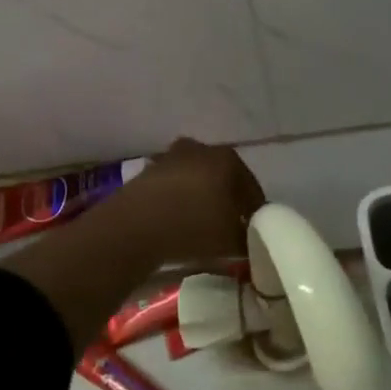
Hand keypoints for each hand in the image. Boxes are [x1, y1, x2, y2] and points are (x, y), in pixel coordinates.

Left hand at [121, 138, 265, 263]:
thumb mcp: (232, 240)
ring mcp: (172, 156)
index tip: (254, 232)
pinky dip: (179, 200)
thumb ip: (247, 238)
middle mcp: (202, 149)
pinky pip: (173, 187)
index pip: (252, 189)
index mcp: (229, 159)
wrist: (136, 225)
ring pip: (197, 180)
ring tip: (201, 226)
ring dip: (201, 199)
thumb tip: (250, 240)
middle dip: (228, 201)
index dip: (255, 212)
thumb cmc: (194, 225)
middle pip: (224, 179)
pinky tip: (177, 221)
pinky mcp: (148, 170)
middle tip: (229, 228)